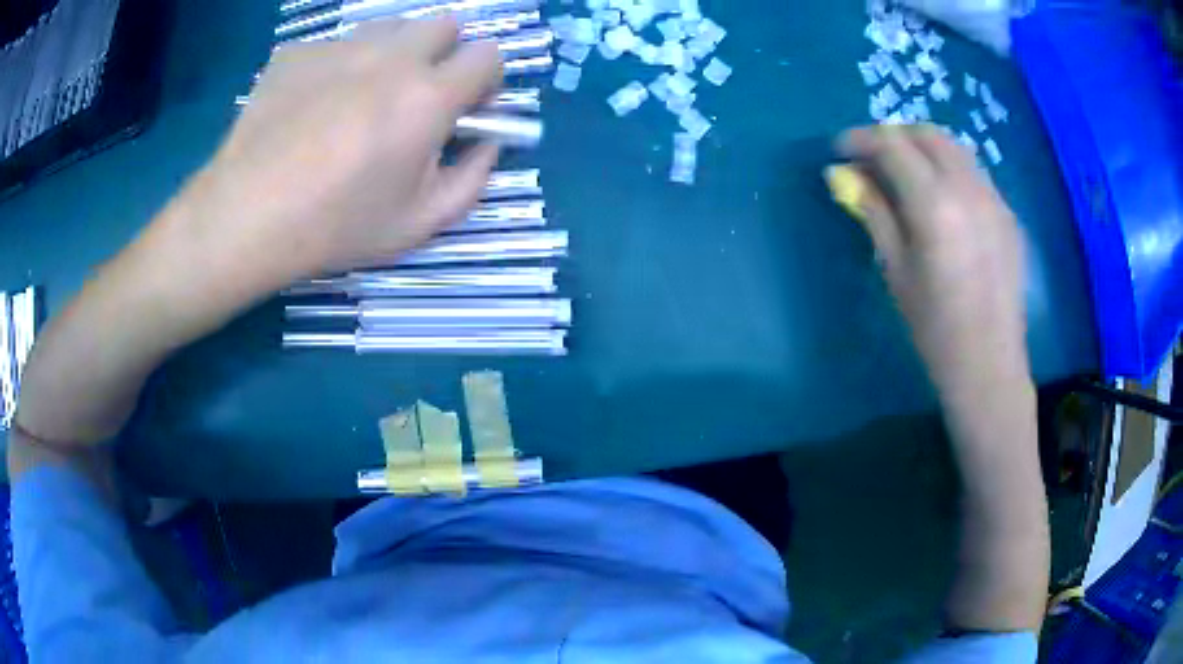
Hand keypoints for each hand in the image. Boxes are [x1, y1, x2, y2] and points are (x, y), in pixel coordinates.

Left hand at [183, 17, 502, 287]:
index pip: (488, 55)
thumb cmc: (335, 226)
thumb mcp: (419, 225)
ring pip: (391, 26)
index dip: (486, 79)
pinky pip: (337, 44)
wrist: (245, 216)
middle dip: (445, 53)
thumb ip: (471, 179)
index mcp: (428, 97)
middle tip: (417, 95)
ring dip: (395, 52)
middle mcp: (391, 56)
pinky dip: (340, 66)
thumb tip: (489, 144)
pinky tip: (313, 104)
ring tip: (364, 95)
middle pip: (445, 22)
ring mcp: (340, 47)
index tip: (466, 106)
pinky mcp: (298, 51)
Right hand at [835, 124, 1028, 391]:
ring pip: (955, 148)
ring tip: (906, 171)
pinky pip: (974, 173)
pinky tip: (941, 198)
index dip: (861, 139)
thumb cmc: (934, 327)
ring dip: (924, 147)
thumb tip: (847, 175)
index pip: (892, 145)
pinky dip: (950, 169)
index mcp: (935, 204)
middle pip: (928, 134)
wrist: (989, 364)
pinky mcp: (1008, 213)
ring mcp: (994, 198)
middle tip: (873, 157)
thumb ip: (873, 212)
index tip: (841, 149)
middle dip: (895, 135)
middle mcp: (968, 188)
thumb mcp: (895, 269)